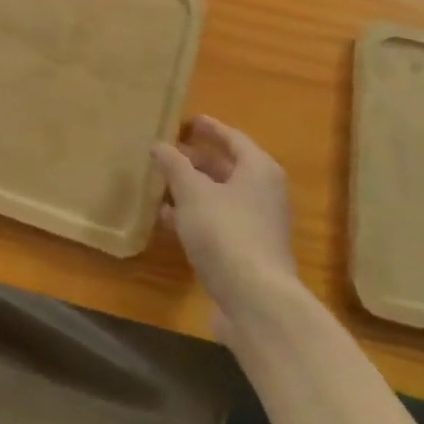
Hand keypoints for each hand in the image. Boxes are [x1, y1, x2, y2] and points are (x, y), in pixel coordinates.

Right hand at [153, 116, 294, 323]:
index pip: (233, 138)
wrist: (256, 301)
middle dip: (196, 161)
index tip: (187, 121)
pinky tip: (168, 221)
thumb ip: (174, 165)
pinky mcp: (248, 253)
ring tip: (160, 184)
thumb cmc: (226, 233)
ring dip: (192, 191)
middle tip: (167, 153)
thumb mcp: (193, 192)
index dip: (209, 128)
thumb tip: (159, 145)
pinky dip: (196, 217)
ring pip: (221, 198)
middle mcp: (264, 194)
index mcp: (259, 170)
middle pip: (228, 168)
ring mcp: (258, 226)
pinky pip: (218, 223)